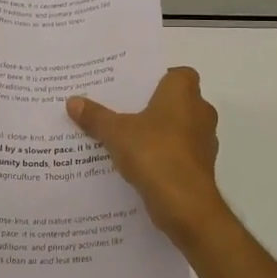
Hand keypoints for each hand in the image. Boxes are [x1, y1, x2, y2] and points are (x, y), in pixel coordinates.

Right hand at [67, 68, 227, 246]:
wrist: (185, 204)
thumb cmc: (154, 152)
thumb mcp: (116, 132)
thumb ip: (96, 116)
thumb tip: (72, 101)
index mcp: (184, 92)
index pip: (177, 74)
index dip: (158, 78)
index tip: (134, 88)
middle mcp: (201, 111)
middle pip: (176, 101)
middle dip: (153, 106)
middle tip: (123, 110)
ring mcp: (204, 141)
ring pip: (179, 129)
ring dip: (159, 133)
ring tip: (126, 138)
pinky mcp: (201, 167)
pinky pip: (179, 153)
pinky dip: (164, 156)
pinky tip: (139, 164)